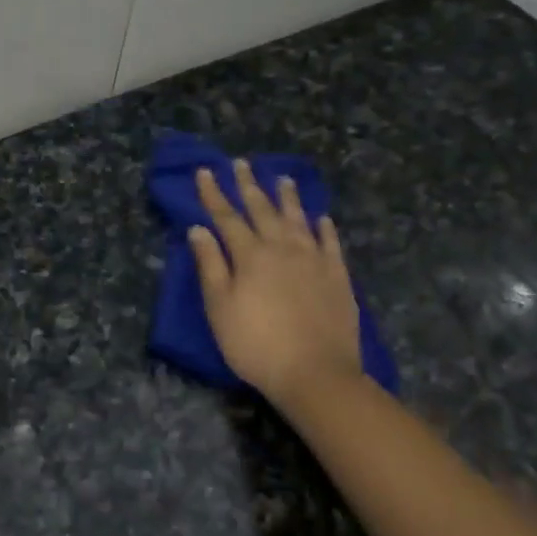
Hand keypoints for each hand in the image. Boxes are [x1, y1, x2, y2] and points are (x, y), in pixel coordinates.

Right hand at [189, 159, 362, 405]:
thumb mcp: (220, 308)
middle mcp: (283, 248)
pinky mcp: (338, 277)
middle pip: (263, 210)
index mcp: (250, 255)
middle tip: (242, 163)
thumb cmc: (256, 344)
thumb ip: (210, 266)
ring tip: (283, 179)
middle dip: (249, 186)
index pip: (227, 217)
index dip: (214, 194)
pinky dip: (323, 227)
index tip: (205, 172)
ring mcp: (314, 260)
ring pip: (298, 219)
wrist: (315, 372)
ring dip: (288, 198)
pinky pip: (330, 243)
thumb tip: (199, 229)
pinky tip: (321, 218)